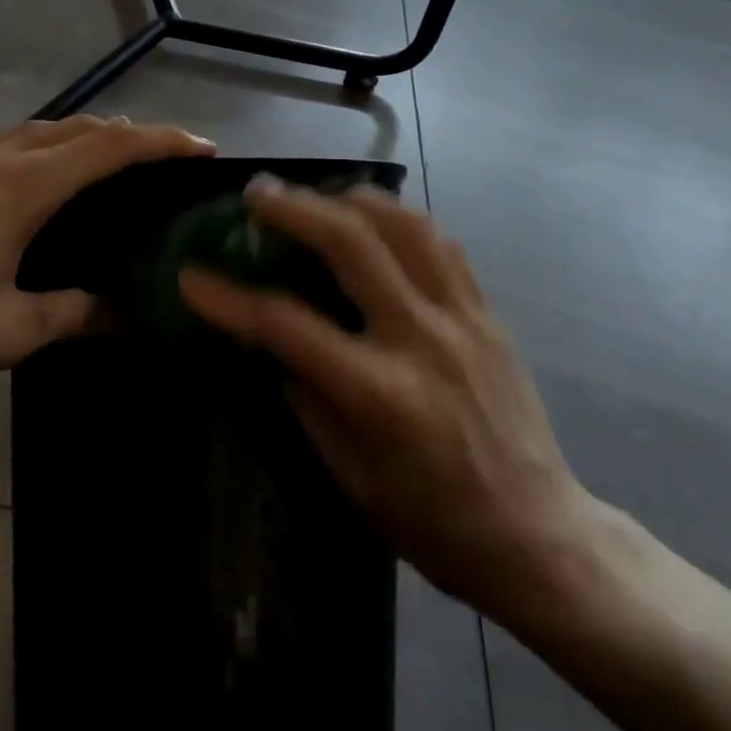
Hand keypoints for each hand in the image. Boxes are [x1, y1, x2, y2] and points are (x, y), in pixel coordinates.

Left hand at [0, 116, 214, 387]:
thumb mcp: (11, 328)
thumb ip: (73, 314)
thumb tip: (123, 315)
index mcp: (26, 187)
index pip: (110, 148)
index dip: (161, 143)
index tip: (203, 149)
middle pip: (77, 127)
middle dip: (128, 133)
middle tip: (165, 157)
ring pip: (39, 131)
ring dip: (84, 135)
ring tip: (111, 161)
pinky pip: (10, 146)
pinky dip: (47, 149)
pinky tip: (43, 183)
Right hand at [179, 178, 601, 626]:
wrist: (538, 535)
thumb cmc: (434, 524)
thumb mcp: (351, 477)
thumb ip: (307, 400)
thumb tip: (272, 346)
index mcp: (379, 394)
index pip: (287, 325)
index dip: (229, 298)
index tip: (191, 276)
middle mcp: (422, 339)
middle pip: (351, 243)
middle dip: (294, 209)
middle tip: (258, 195)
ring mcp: (463, 318)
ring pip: (405, 225)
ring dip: (352, 200)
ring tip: (318, 197)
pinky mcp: (488, 314)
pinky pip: (442, 244)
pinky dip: (401, 221)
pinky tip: (377, 223)